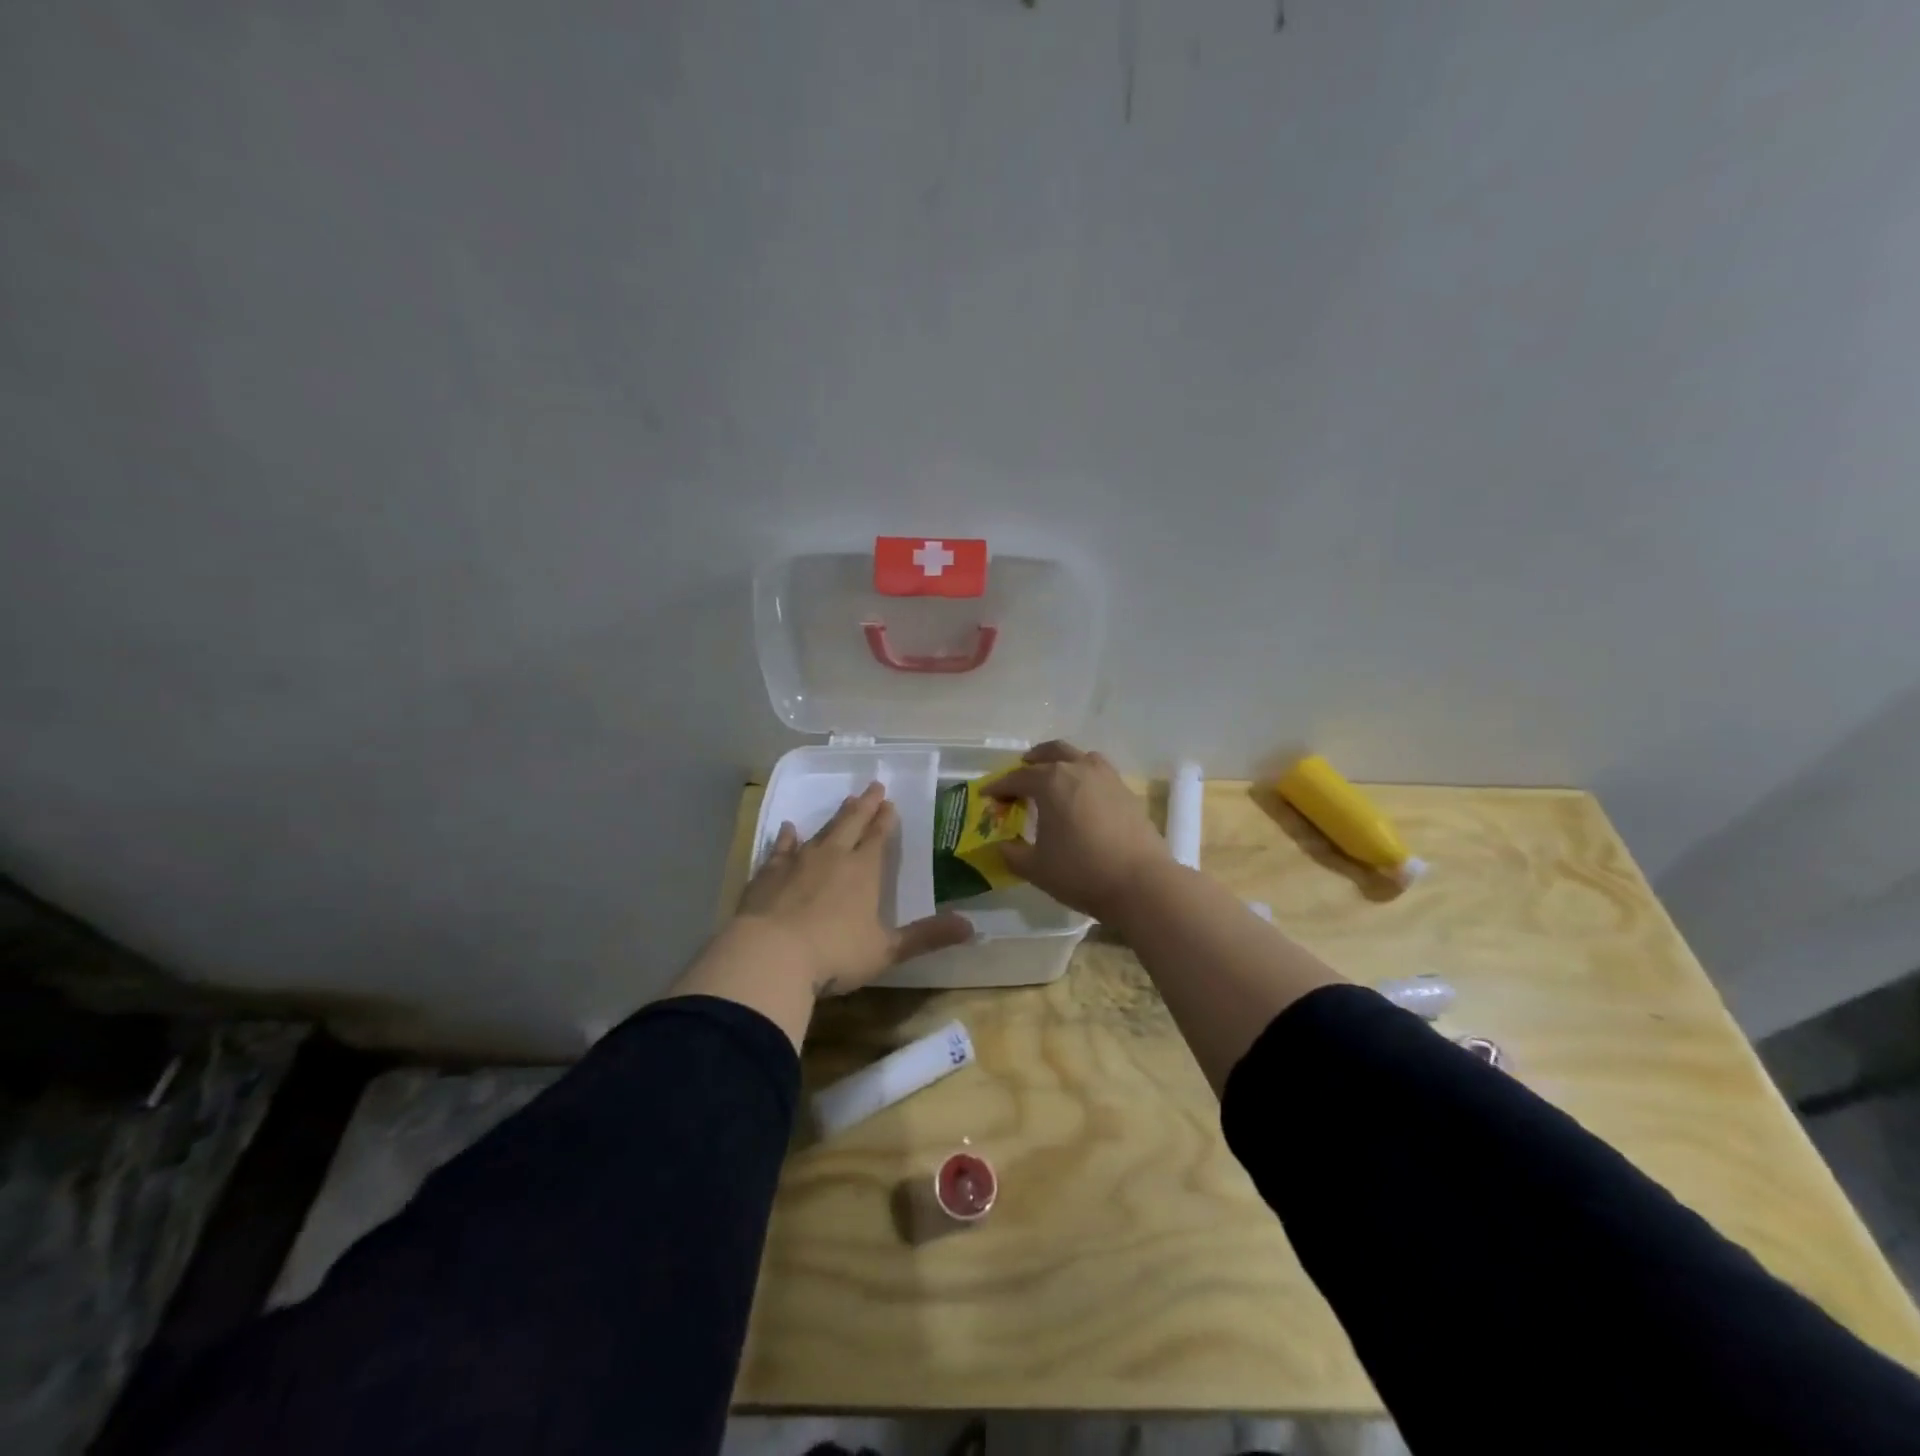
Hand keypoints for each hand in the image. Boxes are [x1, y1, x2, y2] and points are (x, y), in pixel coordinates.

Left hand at [736, 783, 972, 996]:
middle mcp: (832, 856)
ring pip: (821, 830)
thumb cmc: (834, 954)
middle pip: (851, 823)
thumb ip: (926, 937)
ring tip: (844, 802)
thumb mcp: (887, 950)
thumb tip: (971, 928)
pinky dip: (786, 837)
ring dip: (834, 817)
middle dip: (865, 805)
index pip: (878, 837)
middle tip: (873, 786)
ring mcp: (797, 862)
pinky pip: (781, 847)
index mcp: (863, 871)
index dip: (886, 820)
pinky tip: (787, 828)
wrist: (770, 955)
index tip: (890, 803)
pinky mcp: (768, 874)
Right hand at [989, 741, 1173, 920]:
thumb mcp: (1035, 868)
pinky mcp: (1127, 792)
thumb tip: (1001, 846)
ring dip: (1063, 762)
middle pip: (1052, 752)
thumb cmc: (1081, 872)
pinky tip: (1083, 798)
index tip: (987, 795)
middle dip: (1033, 761)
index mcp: (1051, 781)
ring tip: (1054, 779)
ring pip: (1080, 757)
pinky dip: (1085, 777)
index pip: (1018, 777)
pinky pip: (1100, 773)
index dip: (999, 786)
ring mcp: (1107, 778)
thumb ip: (1012, 853)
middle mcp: (1079, 769)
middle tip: (1021, 773)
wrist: (1141, 883)